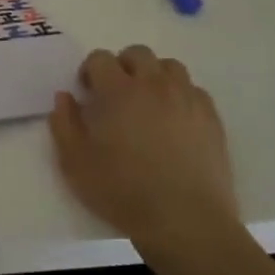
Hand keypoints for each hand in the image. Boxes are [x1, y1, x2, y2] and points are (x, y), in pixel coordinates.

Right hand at [48, 45, 238, 256]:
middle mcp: (154, 85)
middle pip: (137, 53)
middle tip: (116, 94)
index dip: (89, 71)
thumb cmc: (123, 192)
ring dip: (154, 76)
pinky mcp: (211, 117)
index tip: (87, 93)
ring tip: (148, 102)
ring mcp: (187, 98)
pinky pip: (194, 90)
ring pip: (169, 66)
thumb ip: (64, 124)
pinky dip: (180, 95)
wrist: (185, 221)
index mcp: (118, 91)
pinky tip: (175, 120)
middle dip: (122, 66)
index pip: (100, 58)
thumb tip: (65, 97)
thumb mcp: (75, 163)